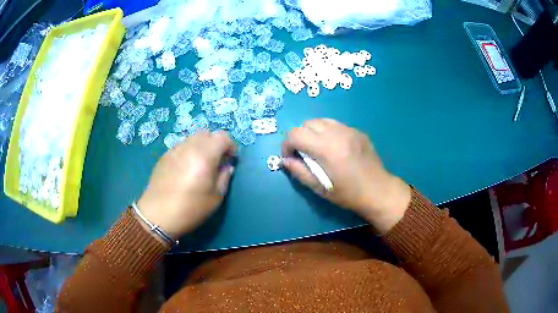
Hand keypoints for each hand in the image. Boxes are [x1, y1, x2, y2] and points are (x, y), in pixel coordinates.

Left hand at [137, 131, 235, 238]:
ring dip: (201, 146)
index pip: (222, 137)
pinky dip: (188, 152)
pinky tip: (185, 169)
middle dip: (215, 143)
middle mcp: (189, 147)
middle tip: (216, 160)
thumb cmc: (190, 209)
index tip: (230, 159)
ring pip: (192, 138)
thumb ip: (224, 177)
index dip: (230, 145)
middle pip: (206, 133)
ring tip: (200, 165)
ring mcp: (174, 150)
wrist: (158, 215)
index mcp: (204, 156)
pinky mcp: (164, 156)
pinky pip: (181, 146)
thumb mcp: (215, 197)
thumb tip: (226, 166)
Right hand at [282, 118, 410, 233]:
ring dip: (313, 132)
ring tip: (317, 148)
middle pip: (307, 123)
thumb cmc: (347, 194)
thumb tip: (285, 160)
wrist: (378, 191)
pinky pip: (336, 124)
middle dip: (299, 136)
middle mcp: (336, 133)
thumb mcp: (320, 188)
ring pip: (321, 120)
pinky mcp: (358, 131)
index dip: (286, 145)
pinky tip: (334, 147)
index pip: (295, 134)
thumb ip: (299, 172)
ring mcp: (349, 130)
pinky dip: (328, 132)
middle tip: (303, 153)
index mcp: (325, 149)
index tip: (290, 157)